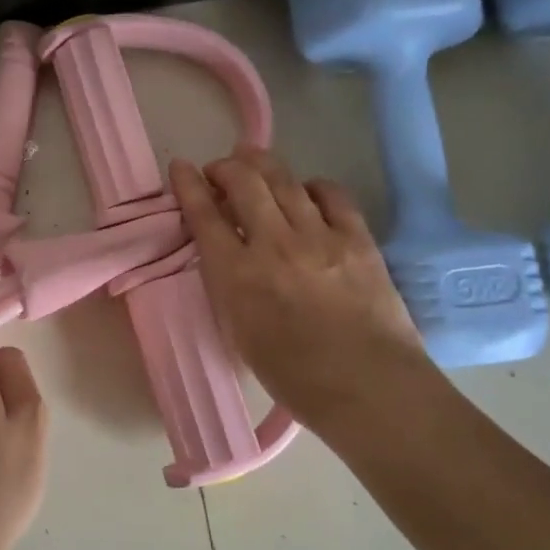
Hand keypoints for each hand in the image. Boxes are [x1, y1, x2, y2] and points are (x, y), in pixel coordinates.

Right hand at [169, 148, 440, 433]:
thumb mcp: (239, 331)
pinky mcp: (357, 238)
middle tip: (220, 170)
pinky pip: (330, 193)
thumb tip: (226, 254)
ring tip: (253, 162)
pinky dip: (310, 185)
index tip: (180, 167)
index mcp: (237, 274)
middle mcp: (273, 244)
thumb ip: (227, 285)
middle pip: (243, 182)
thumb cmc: (294, 375)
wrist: (369, 387)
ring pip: (284, 180)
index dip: (187, 185)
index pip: (204, 214)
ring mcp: (318, 236)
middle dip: (225, 167)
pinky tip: (306, 191)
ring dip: (262, 164)